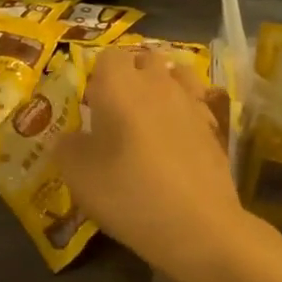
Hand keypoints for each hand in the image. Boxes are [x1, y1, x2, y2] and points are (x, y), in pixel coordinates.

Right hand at [54, 48, 249, 278]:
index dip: (96, 75)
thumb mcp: (77, 174)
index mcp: (119, 85)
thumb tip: (70, 138)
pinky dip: (185, 110)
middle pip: (144, 59)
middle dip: (130, 74)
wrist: (197, 225)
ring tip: (150, 114)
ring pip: (176, 75)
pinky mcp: (214, 127)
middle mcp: (157, 82)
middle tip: (116, 108)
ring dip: (162, 85)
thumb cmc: (127, 192)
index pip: (106, 56)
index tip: (89, 102)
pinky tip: (177, 136)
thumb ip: (66, 146)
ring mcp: (191, 102)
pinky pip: (196, 103)